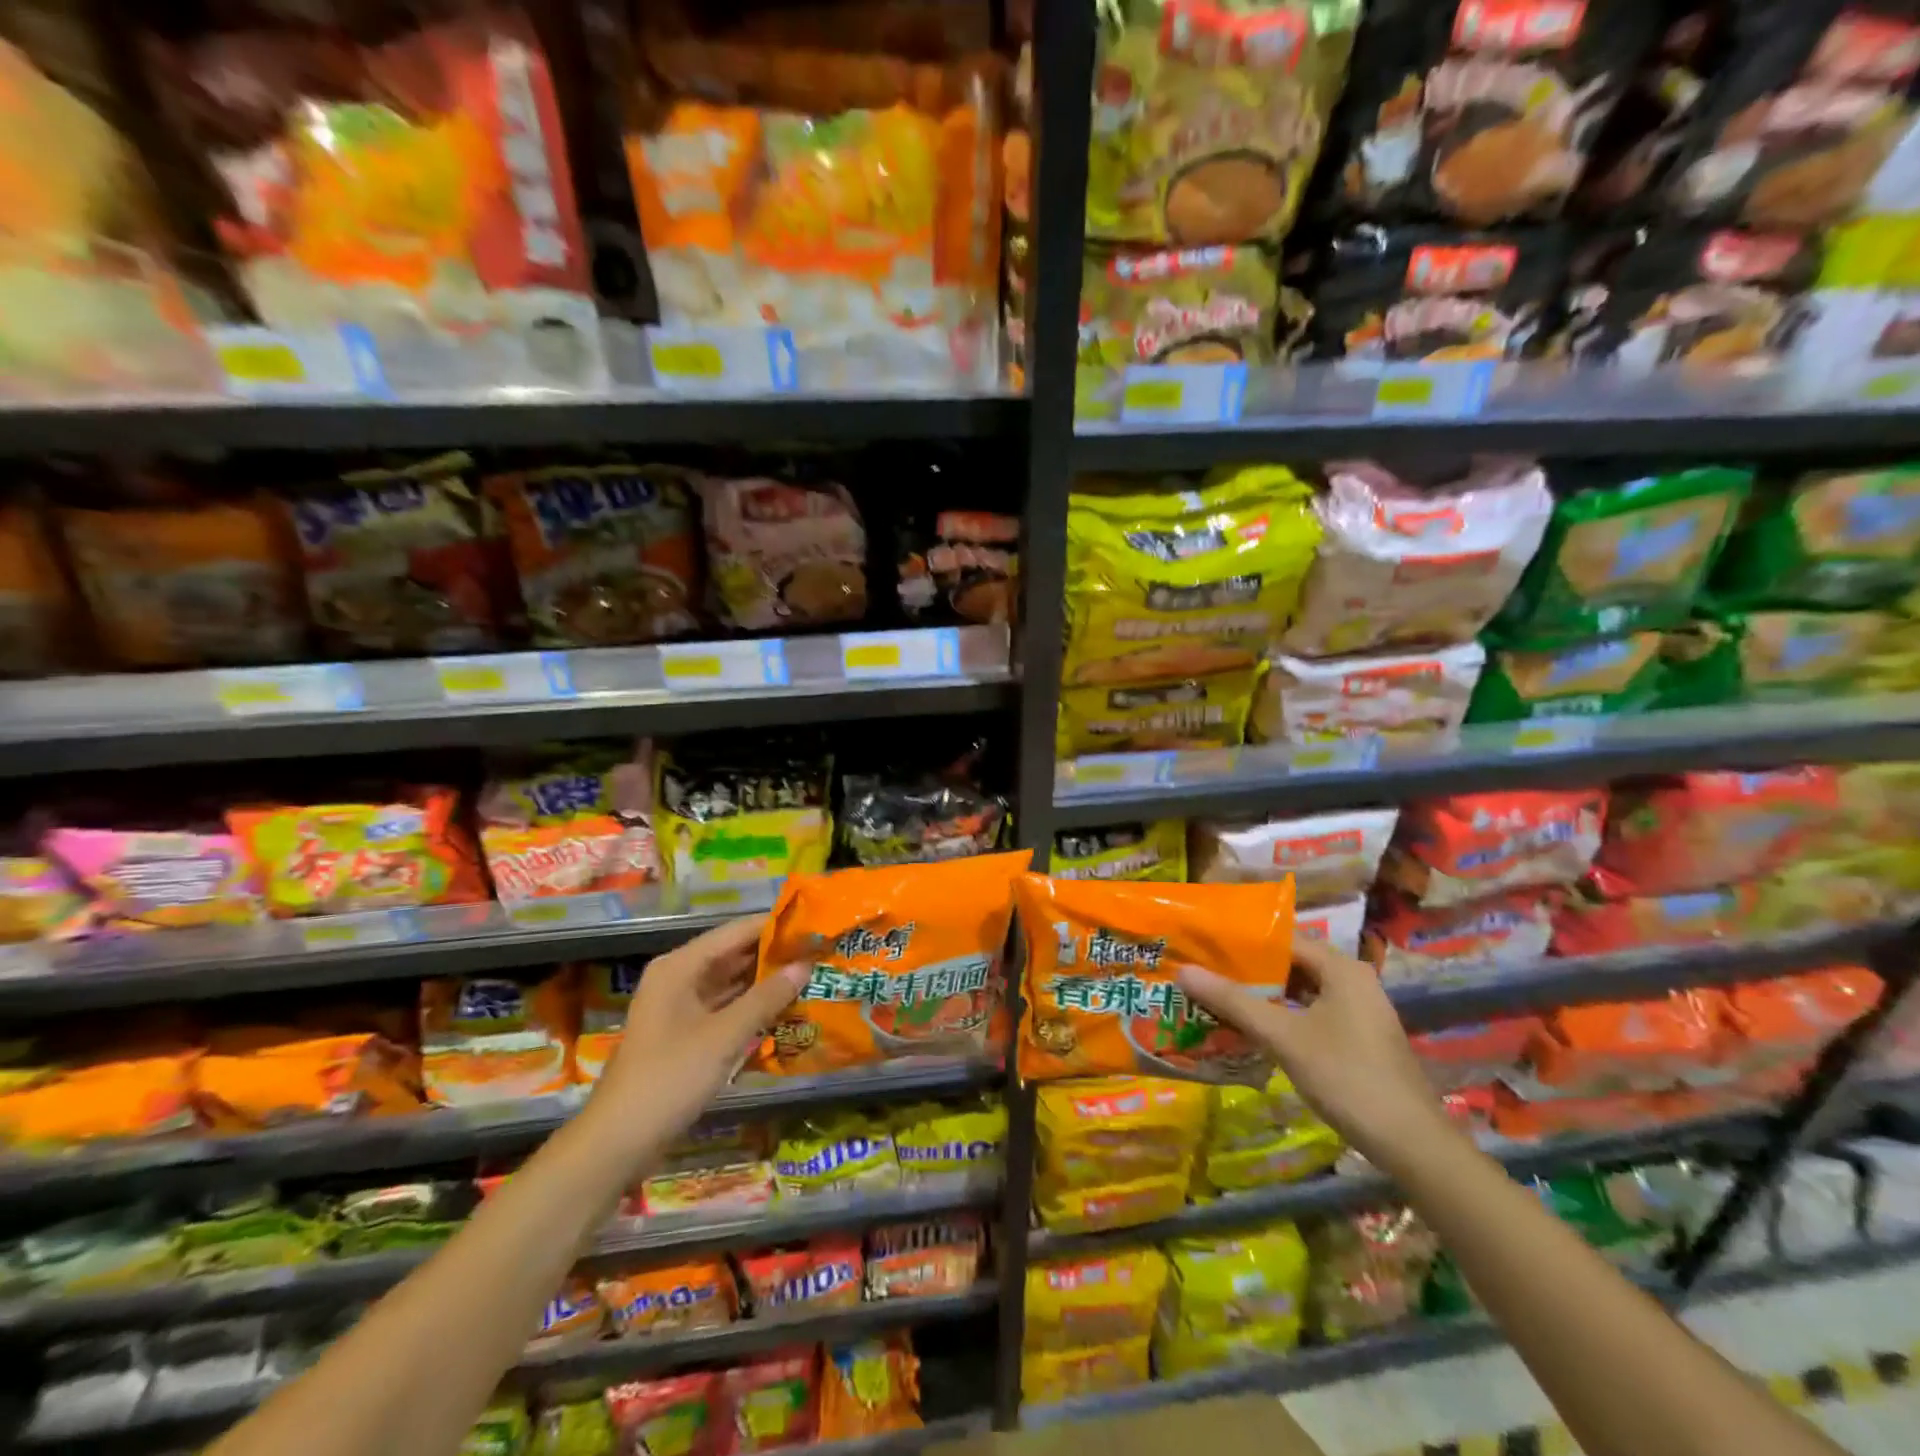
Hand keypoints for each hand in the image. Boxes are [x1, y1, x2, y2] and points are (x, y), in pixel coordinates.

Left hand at [587, 915, 807, 1158]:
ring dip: (767, 983)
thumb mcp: (724, 1036)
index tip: (815, 925)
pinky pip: (726, 1009)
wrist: (617, 1142)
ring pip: (732, 983)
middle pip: (734, 955)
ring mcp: (682, 1007)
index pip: (737, 932)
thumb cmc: (670, 1078)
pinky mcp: (687, 1034)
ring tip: (812, 976)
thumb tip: (805, 965)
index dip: (775, 926)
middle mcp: (680, 977)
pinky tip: (786, 1010)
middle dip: (775, 955)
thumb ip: (766, 998)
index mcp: (681, 966)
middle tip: (821, 953)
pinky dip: (753, 1008)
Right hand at [1178, 937, 1449, 1163]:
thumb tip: (1183, 971)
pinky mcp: (1358, 1039)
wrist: (1411, 1144)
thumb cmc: (1346, 1077)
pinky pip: (1310, 1013)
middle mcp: (1352, 981)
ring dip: (1262, 995)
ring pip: (1299, 991)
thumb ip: (1233, 1001)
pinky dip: (1281, 1016)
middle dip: (1247, 970)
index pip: (1282, 938)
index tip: (1203, 945)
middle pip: (1290, 963)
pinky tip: (1250, 1028)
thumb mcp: (1282, 1036)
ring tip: (1216, 996)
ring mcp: (1358, 1011)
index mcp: (1341, 968)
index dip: (1241, 941)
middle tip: (1203, 970)